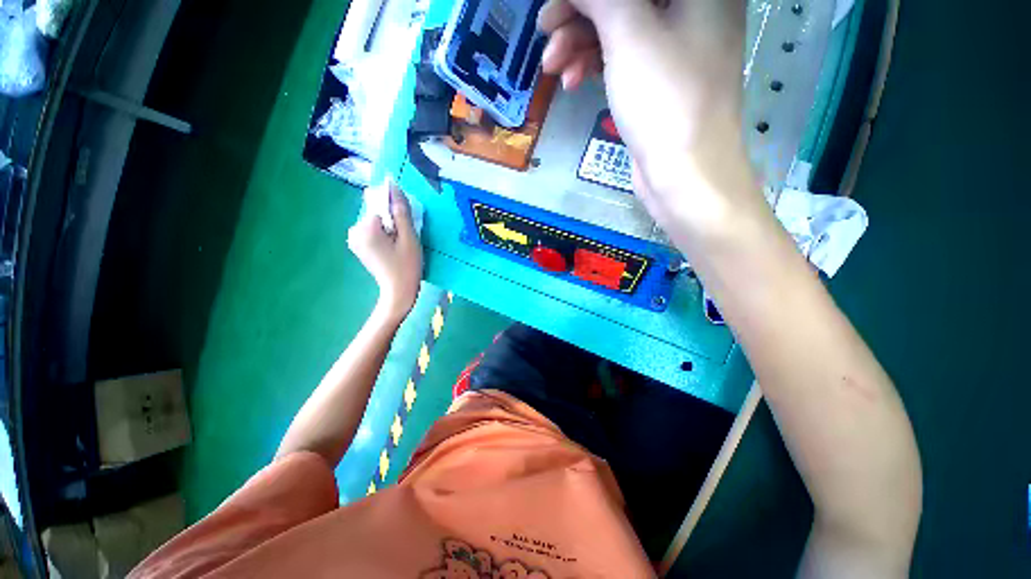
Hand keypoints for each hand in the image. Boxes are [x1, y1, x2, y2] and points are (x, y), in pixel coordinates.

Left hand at [348, 182, 422, 319]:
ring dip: (390, 226)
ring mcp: (354, 239)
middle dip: (393, 219)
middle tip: (405, 238)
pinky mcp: (358, 245)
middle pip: (377, 212)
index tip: (407, 226)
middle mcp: (354, 230)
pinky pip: (373, 230)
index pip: (380, 204)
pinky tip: (393, 247)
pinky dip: (384, 233)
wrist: (398, 292)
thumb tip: (394, 187)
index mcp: (365, 228)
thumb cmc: (407, 266)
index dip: (396, 210)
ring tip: (400, 245)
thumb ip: (401, 211)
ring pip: (376, 221)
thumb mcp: (409, 238)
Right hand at [540, 0, 766, 241]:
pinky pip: (621, 59)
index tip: (559, 7)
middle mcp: (691, 10)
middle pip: (624, 0)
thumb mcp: (629, 35)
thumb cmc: (664, 99)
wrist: (683, 174)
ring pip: (618, 29)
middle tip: (545, 33)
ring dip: (579, 45)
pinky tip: (572, 82)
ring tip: (553, 68)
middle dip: (579, 15)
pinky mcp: (657, 81)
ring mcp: (674, 48)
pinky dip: (594, 67)